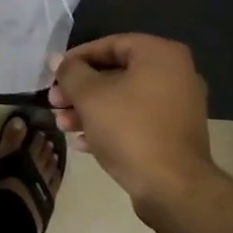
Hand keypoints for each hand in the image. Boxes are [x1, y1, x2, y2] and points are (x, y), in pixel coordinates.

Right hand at [50, 34, 215, 210]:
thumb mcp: (90, 95)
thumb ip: (71, 72)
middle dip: (80, 90)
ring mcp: (178, 106)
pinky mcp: (175, 134)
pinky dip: (110, 126)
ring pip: (124, 99)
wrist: (173, 188)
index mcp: (161, 54)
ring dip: (90, 110)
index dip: (77, 58)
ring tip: (62, 125)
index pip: (111, 44)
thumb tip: (58, 61)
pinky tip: (83, 142)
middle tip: (54, 102)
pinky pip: (137, 120)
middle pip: (116, 73)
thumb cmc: (130, 129)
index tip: (54, 74)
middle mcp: (176, 74)